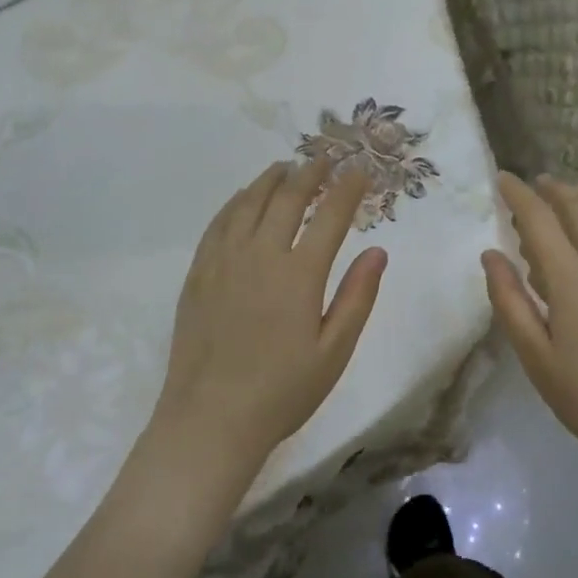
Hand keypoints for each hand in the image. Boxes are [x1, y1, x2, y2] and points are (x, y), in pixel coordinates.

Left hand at [151, 158, 387, 470]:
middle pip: (288, 198)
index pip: (330, 216)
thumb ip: (357, 297)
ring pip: (249, 203)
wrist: (210, 420)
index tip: (360, 171)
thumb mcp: (334, 352)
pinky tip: (243, 197)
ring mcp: (224, 261)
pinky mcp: (199, 273)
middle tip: (325, 157)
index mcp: (299, 275)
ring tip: (286, 166)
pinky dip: (236, 202)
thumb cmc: (282, 392)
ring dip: (271, 179)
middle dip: (310, 172)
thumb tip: (378, 251)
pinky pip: (218, 223)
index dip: (348, 189)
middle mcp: (261, 255)